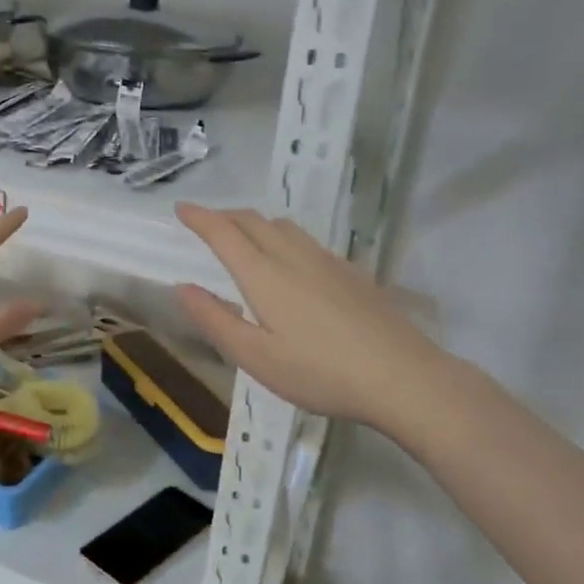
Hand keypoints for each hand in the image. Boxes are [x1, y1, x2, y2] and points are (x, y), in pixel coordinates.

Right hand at [172, 203, 458, 436]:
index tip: (181, 207)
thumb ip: (215, 320)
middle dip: (225, 216)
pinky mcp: (352, 274)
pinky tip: (290, 262)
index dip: (200, 217)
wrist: (402, 376)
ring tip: (243, 236)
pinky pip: (307, 241)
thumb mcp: (255, 357)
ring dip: (255, 223)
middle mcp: (294, 257)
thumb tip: (183, 288)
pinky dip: (283, 237)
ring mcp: (327, 262)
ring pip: (284, 227)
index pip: (224, 233)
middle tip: (206, 222)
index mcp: (264, 275)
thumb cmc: (319, 372)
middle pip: (254, 221)